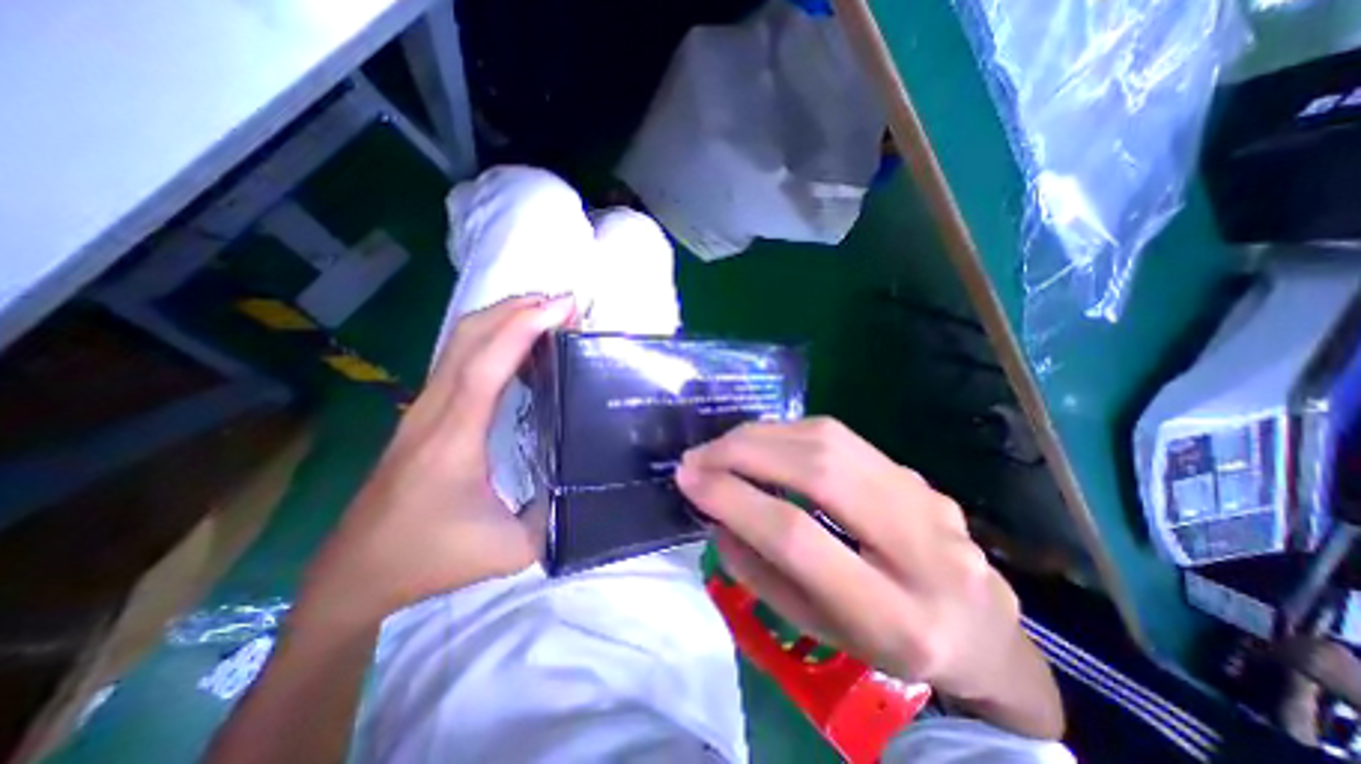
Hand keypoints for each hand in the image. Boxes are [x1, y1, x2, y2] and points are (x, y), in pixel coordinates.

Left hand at [297, 295, 573, 623]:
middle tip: (565, 303)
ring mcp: (425, 408)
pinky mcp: (426, 412)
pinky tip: (519, 341)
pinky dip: (492, 336)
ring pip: (460, 342)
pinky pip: (460, 358)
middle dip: (518, 309)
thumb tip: (585, 482)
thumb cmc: (433, 560)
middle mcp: (434, 411)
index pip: (486, 366)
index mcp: (454, 439)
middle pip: (469, 338)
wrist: (357, 573)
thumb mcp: (511, 551)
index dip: (523, 329)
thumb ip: (554, 515)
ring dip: (504, 317)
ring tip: (548, 312)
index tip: (562, 306)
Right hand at [680, 413, 1062, 735]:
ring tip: (721, 447)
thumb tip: (717, 512)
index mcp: (895, 617)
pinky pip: (840, 436)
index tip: (688, 480)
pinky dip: (787, 433)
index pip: (797, 536)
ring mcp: (925, 497)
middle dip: (743, 454)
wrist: (981, 629)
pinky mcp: (913, 472)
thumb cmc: (888, 645)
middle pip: (818, 471)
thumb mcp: (818, 629)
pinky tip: (761, 443)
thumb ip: (761, 571)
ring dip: (761, 436)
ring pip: (829, 440)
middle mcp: (921, 546)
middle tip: (697, 456)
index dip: (735, 499)